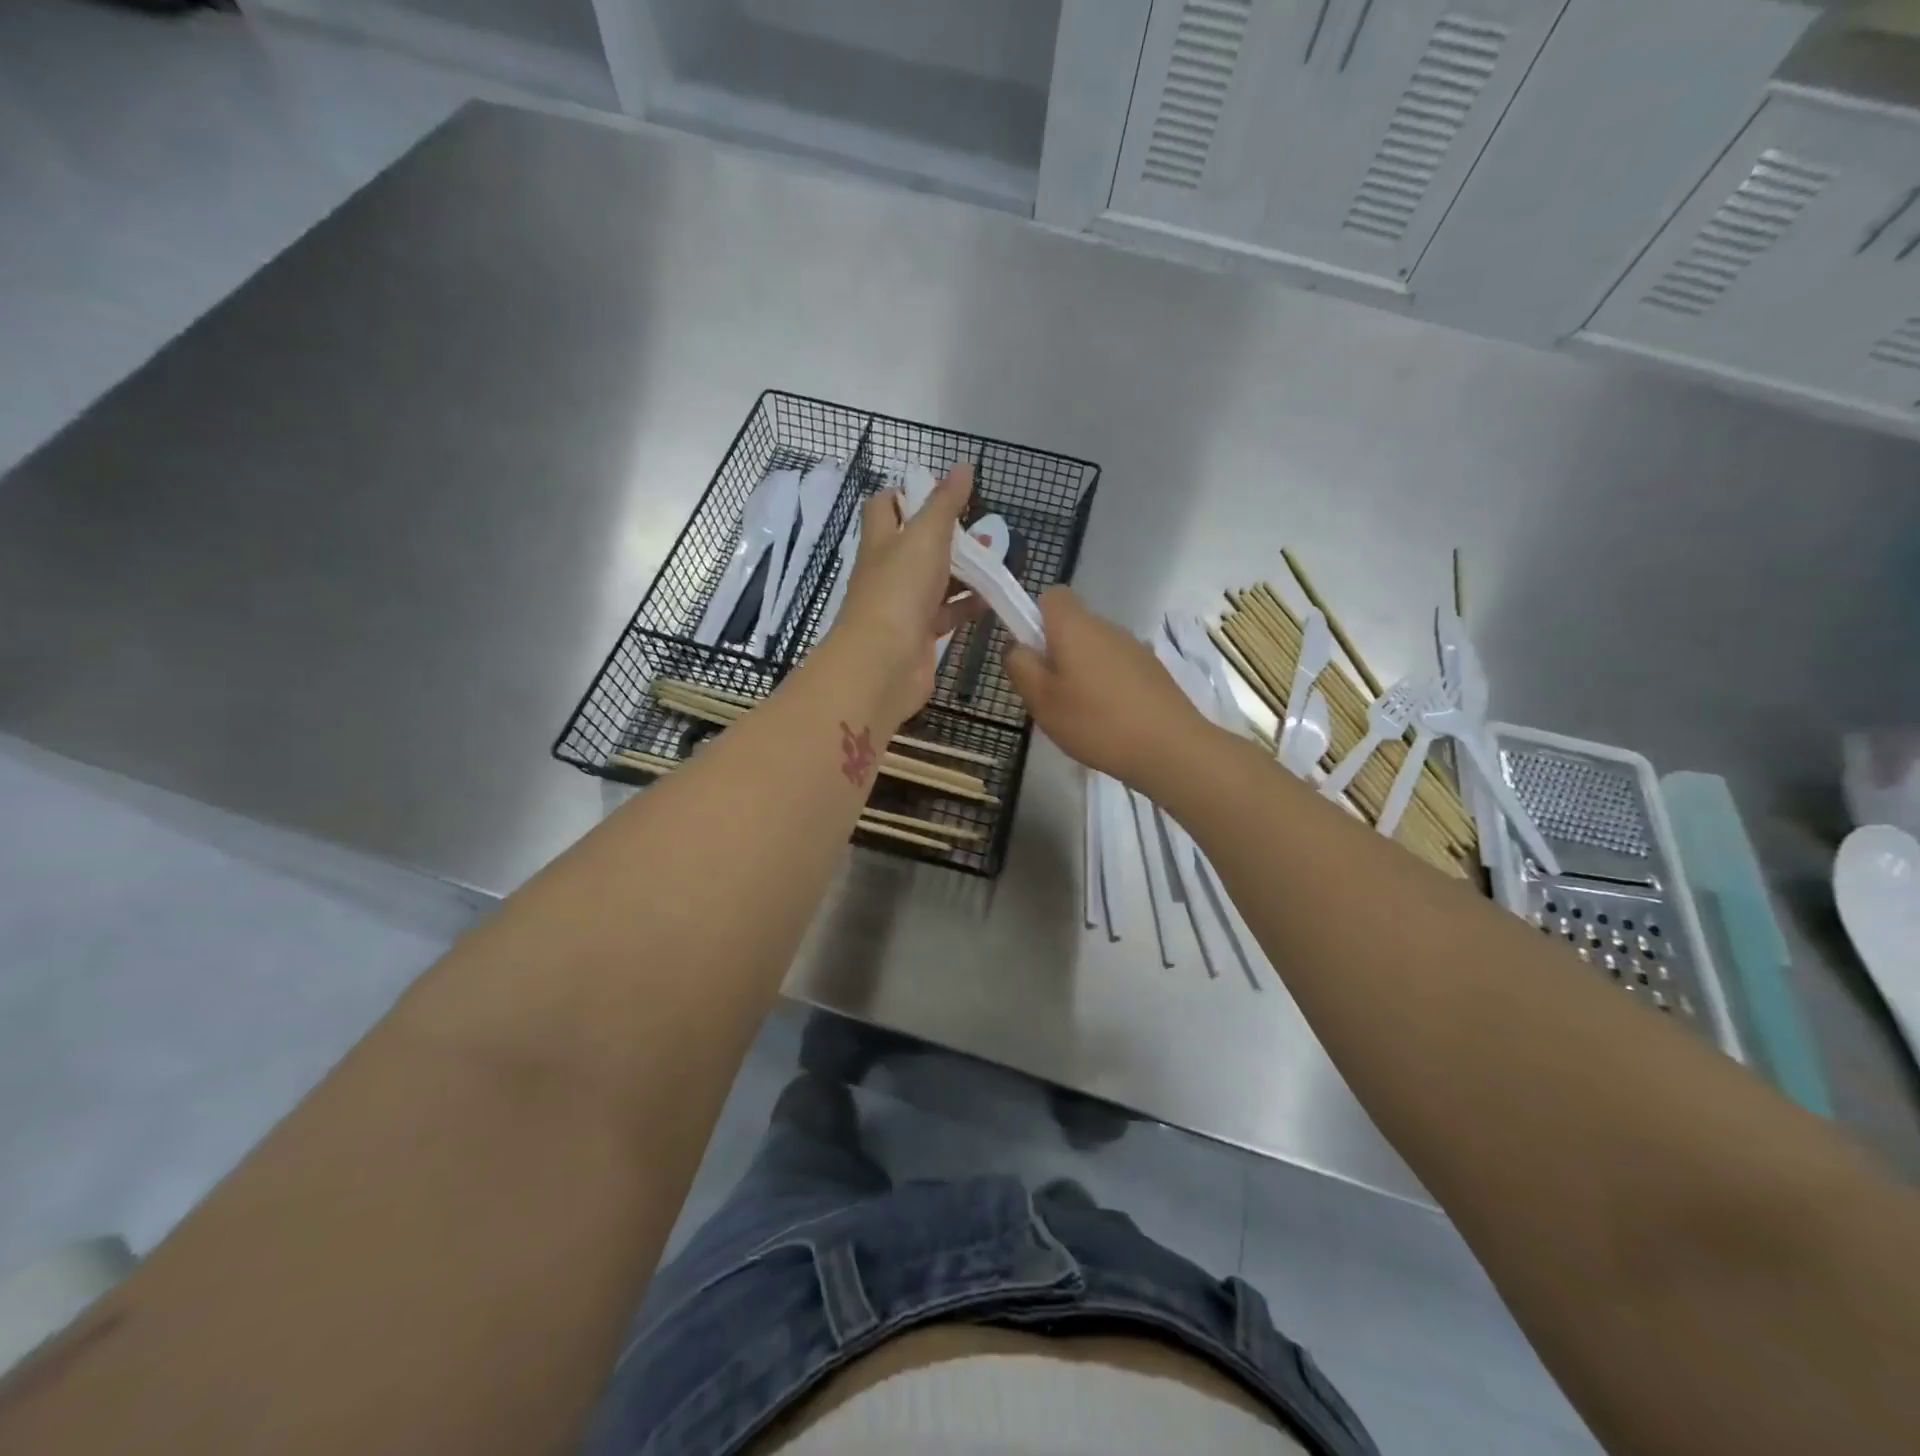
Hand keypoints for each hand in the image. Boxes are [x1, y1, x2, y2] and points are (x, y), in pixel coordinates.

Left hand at [829, 463, 983, 726]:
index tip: (943, 491)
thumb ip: (945, 503)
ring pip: (936, 580)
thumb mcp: (925, 536)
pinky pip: (947, 614)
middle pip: (916, 544)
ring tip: (998, 558)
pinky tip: (993, 597)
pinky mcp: (920, 635)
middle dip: (948, 533)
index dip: (909, 493)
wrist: (883, 664)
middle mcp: (888, 571)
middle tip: (982, 526)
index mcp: (882, 540)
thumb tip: (962, 466)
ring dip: (964, 570)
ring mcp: (903, 605)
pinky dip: (968, 605)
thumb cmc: (899, 590)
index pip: (885, 506)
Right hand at [1004, 588, 1212, 793]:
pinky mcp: (1153, 670)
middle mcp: (1106, 627)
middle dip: (1056, 652)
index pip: (1051, 595)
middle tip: (1049, 694)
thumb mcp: (1041, 699)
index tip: (1032, 652)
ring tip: (1080, 715)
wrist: (1169, 747)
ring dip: (1082, 672)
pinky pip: (1117, 668)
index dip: (1035, 617)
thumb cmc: (1095, 721)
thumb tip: (1016, 646)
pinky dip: (1107, 687)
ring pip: (1095, 649)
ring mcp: (1134, 647)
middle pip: (1073, 625)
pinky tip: (1109, 721)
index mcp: (1075, 625)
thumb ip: (1020, 666)